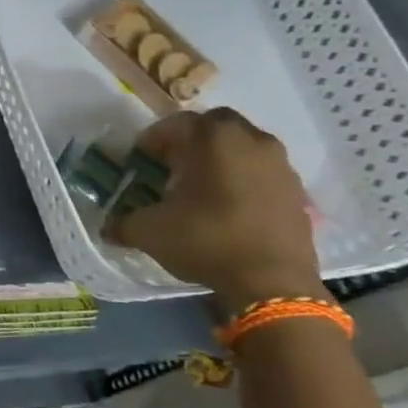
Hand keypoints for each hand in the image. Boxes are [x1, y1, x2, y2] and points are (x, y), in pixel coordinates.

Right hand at [106, 108, 327, 311]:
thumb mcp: (149, 232)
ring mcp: (281, 165)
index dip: (152, 141)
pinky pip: (262, 173)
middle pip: (214, 127)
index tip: (140, 161)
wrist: (272, 283)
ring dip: (221, 160)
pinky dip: (244, 180)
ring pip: (243, 148)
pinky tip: (228, 208)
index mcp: (213, 138)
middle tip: (172, 167)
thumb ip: (123, 222)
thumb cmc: (206, 240)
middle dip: (191, 142)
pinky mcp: (297, 192)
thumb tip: (109, 227)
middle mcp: (252, 140)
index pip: (175, 124)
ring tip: (201, 188)